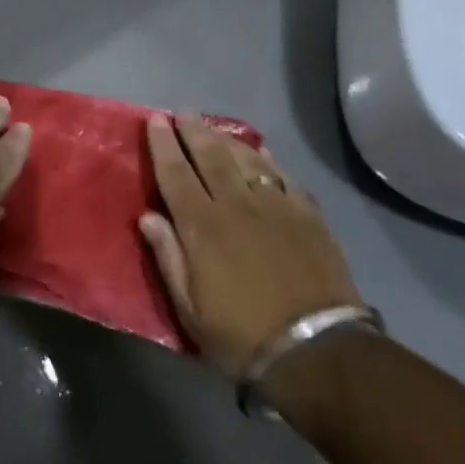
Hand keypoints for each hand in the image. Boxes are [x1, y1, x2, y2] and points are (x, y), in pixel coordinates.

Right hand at [139, 113, 361, 379]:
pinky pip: (283, 176)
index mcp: (201, 225)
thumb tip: (147, 216)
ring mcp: (275, 206)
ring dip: (226, 139)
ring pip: (246, 159)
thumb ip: (168, 257)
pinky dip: (268, 160)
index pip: (175, 173)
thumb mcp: (189, 308)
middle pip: (211, 156)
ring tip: (214, 127)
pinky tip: (262, 153)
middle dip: (194, 130)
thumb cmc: (241, 335)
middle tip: (183, 112)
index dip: (163, 144)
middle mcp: (236, 204)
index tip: (156, 120)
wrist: (316, 351)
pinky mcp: (307, 215)